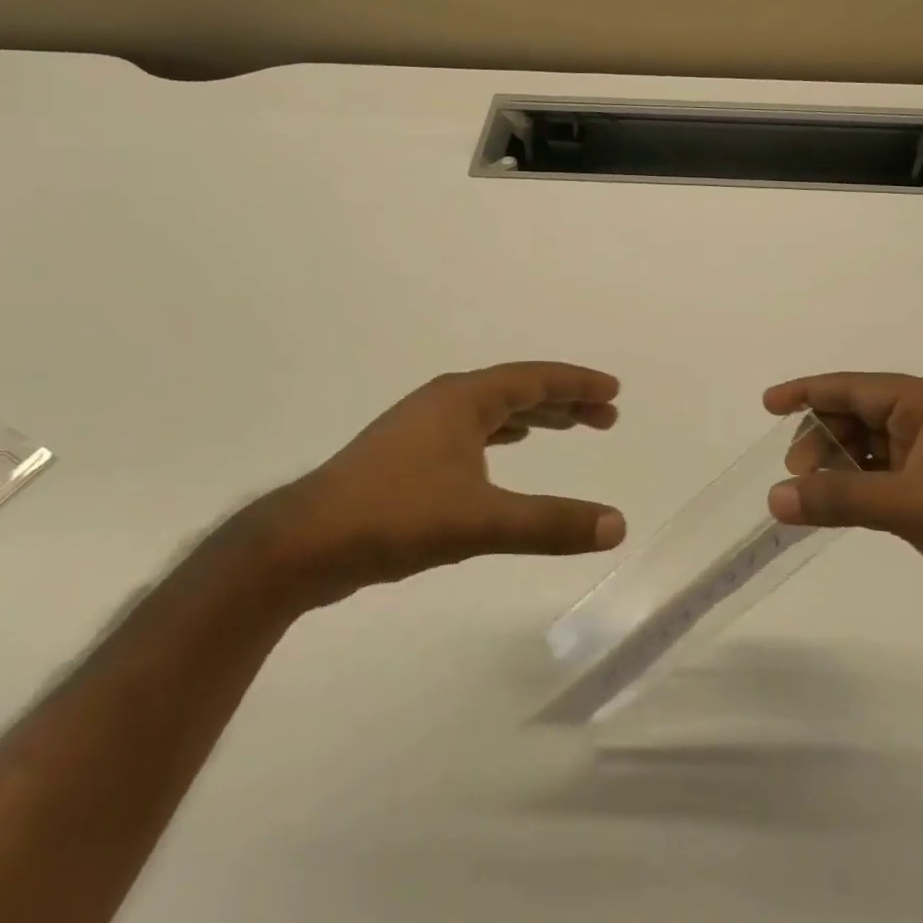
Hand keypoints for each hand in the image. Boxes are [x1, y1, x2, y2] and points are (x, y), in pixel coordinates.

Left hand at [246, 363, 627, 610]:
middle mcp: (444, 402)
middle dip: (563, 401)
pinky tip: (508, 448)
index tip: (613, 392)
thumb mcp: (481, 522)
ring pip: (492, 410)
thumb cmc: (396, 516)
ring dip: (534, 416)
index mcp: (463, 400)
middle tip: (605, 417)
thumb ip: (551, 523)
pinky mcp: (406, 455)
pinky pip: (472, 431)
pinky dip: (502, 434)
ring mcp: (421, 427)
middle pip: (517, 390)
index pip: (534, 379)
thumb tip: (617, 525)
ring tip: (568, 426)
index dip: (577, 384)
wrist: (304, 543)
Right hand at [766, 373, 922, 644]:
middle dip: (821, 439)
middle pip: (858, 415)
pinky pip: (882, 477)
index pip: (856, 387)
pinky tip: (837, 507)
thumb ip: (841, 499)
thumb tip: (774, 499)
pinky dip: (856, 488)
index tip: (767, 404)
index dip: (808, 392)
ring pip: (868, 448)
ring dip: (836, 467)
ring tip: (810, 496)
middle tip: (795, 475)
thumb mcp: (913, 507)